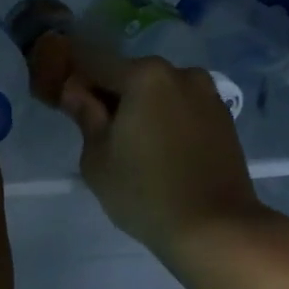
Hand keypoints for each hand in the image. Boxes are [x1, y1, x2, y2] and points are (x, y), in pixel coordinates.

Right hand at [47, 35, 269, 260]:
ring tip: (133, 145)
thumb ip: (85, 115)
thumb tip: (75, 91)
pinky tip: (160, 151)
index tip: (64, 102)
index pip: (93, 61)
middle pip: (130, 74)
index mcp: (144, 76)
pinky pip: (182, 108)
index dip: (73, 77)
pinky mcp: (224, 118)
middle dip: (110, 94)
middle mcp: (180, 73)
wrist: (215, 227)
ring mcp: (207, 94)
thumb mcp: (98, 157)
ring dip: (141, 107)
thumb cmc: (144, 193)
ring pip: (159, 91)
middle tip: (97, 132)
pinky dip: (166, 119)